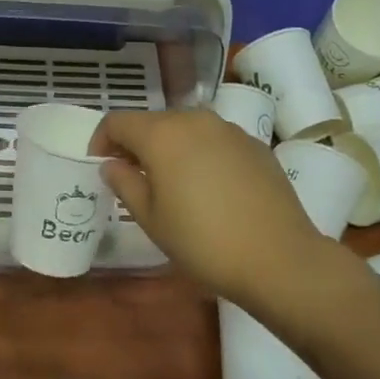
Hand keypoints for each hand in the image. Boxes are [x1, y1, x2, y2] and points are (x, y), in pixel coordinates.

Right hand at [91, 108, 335, 299]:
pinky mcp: (254, 145)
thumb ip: (124, 184)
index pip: (118, 121)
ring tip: (170, 181)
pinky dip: (200, 154)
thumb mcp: (151, 219)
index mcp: (161, 134)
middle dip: (136, 143)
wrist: (280, 259)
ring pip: (185, 128)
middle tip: (131, 175)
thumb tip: (112, 164)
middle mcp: (194, 120)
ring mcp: (228, 130)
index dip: (101, 139)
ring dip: (169, 147)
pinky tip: (208, 187)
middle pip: (153, 122)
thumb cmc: (203, 241)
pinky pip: (214, 140)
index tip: (100, 164)